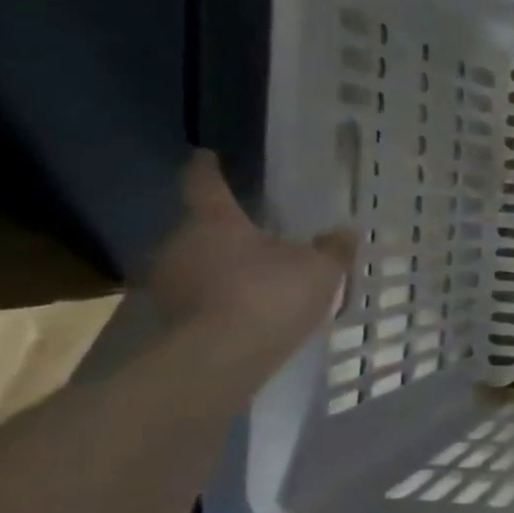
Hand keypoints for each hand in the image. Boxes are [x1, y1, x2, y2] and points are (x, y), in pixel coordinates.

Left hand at [148, 150, 352, 362]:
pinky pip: (198, 294)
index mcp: (215, 221)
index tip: (205, 155)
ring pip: (196, 262)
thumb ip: (333, 249)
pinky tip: (242, 308)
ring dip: (220, 266)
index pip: (205, 184)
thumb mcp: (320, 269)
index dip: (206, 168)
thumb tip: (345, 230)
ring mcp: (169, 281)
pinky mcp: (169, 316)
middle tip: (252, 234)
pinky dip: (217, 295)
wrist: (221, 356)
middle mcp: (181, 243)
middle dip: (224, 230)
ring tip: (252, 276)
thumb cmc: (271, 295)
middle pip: (199, 227)